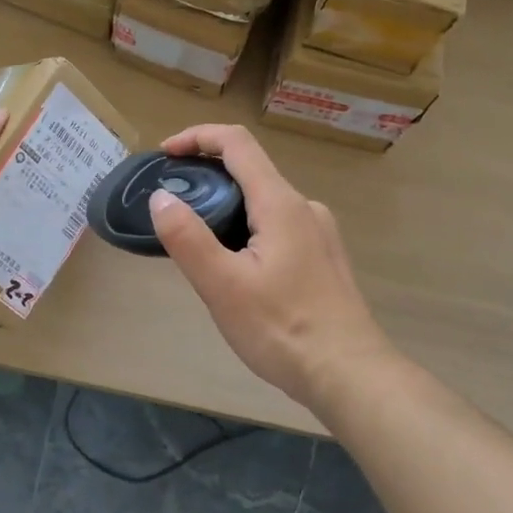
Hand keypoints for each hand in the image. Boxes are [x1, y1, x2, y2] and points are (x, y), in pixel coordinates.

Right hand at [150, 125, 399, 415]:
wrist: (350, 375)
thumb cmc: (283, 329)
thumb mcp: (223, 286)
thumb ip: (188, 238)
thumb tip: (162, 198)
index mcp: (280, 203)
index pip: (236, 143)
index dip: (197, 137)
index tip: (164, 154)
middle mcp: (304, 207)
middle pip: (250, 170)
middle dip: (206, 176)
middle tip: (172, 206)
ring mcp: (319, 232)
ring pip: (263, 201)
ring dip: (226, 206)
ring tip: (197, 243)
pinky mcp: (323, 257)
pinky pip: (277, 225)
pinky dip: (247, 227)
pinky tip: (236, 268)